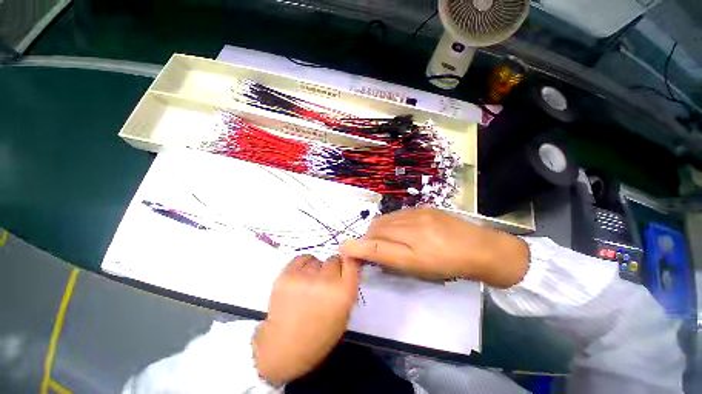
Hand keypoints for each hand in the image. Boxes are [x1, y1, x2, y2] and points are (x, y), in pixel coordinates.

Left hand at [253, 255, 358, 384]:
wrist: (284, 348)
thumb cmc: (319, 335)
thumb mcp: (344, 314)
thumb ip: (348, 288)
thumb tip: (348, 267)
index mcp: (344, 292)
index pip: (351, 261)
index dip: (348, 262)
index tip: (344, 267)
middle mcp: (326, 280)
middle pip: (334, 259)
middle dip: (332, 269)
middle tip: (325, 281)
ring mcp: (305, 276)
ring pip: (317, 260)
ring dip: (316, 269)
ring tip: (309, 284)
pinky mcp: (287, 275)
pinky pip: (301, 259)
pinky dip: (303, 265)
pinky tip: (300, 279)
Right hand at [339, 208, 528, 287]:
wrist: (481, 248)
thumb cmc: (449, 265)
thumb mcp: (418, 268)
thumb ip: (390, 258)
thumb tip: (368, 252)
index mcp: (413, 245)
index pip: (376, 244)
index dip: (357, 247)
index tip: (344, 248)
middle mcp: (412, 224)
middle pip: (378, 228)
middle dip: (369, 237)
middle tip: (371, 248)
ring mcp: (418, 212)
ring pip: (386, 219)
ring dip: (379, 229)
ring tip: (386, 239)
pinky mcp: (424, 207)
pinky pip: (398, 214)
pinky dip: (391, 222)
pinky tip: (400, 230)